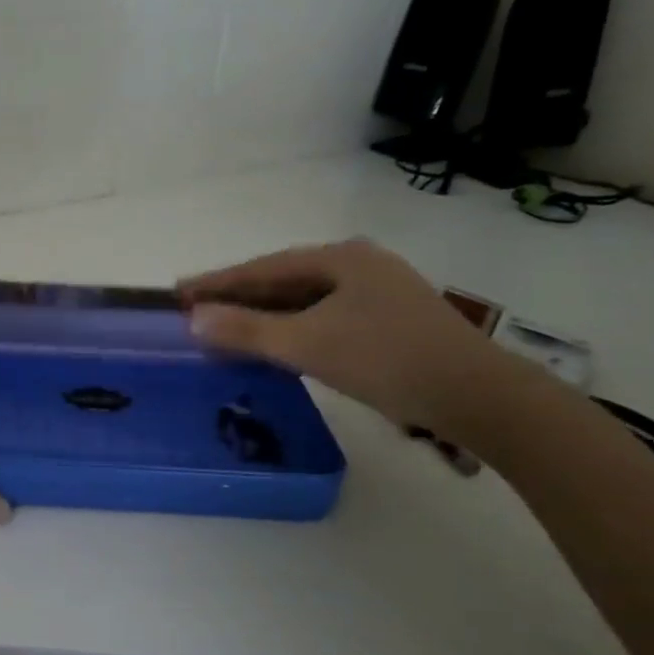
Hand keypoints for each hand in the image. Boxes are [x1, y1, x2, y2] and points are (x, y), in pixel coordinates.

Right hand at [178, 239, 514, 431]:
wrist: (475, 396)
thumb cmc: (384, 359)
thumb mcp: (306, 344)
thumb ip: (246, 331)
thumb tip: (193, 319)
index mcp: (340, 258)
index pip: (262, 268)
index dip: (217, 281)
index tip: (178, 292)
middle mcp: (359, 265)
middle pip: (283, 281)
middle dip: (238, 298)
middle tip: (195, 313)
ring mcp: (378, 292)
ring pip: (304, 301)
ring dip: (264, 316)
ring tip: (226, 330)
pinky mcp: (388, 321)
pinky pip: (323, 317)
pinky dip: (292, 329)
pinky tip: (276, 345)